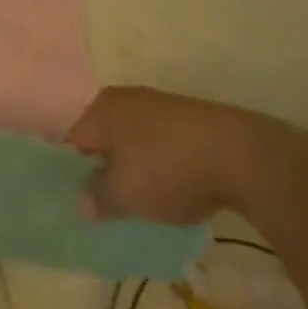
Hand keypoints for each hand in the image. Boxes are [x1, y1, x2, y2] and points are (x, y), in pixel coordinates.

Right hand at [64, 86, 279, 224]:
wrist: (241, 155)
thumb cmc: (168, 168)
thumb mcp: (124, 193)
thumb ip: (96, 198)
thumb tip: (80, 203)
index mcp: (100, 109)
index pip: (69, 140)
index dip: (66, 172)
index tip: (70, 201)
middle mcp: (124, 101)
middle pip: (101, 139)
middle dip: (100, 171)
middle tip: (101, 207)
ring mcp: (158, 108)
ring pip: (131, 143)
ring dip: (131, 171)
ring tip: (136, 206)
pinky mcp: (188, 123)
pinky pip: (159, 147)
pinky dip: (158, 169)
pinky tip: (170, 193)